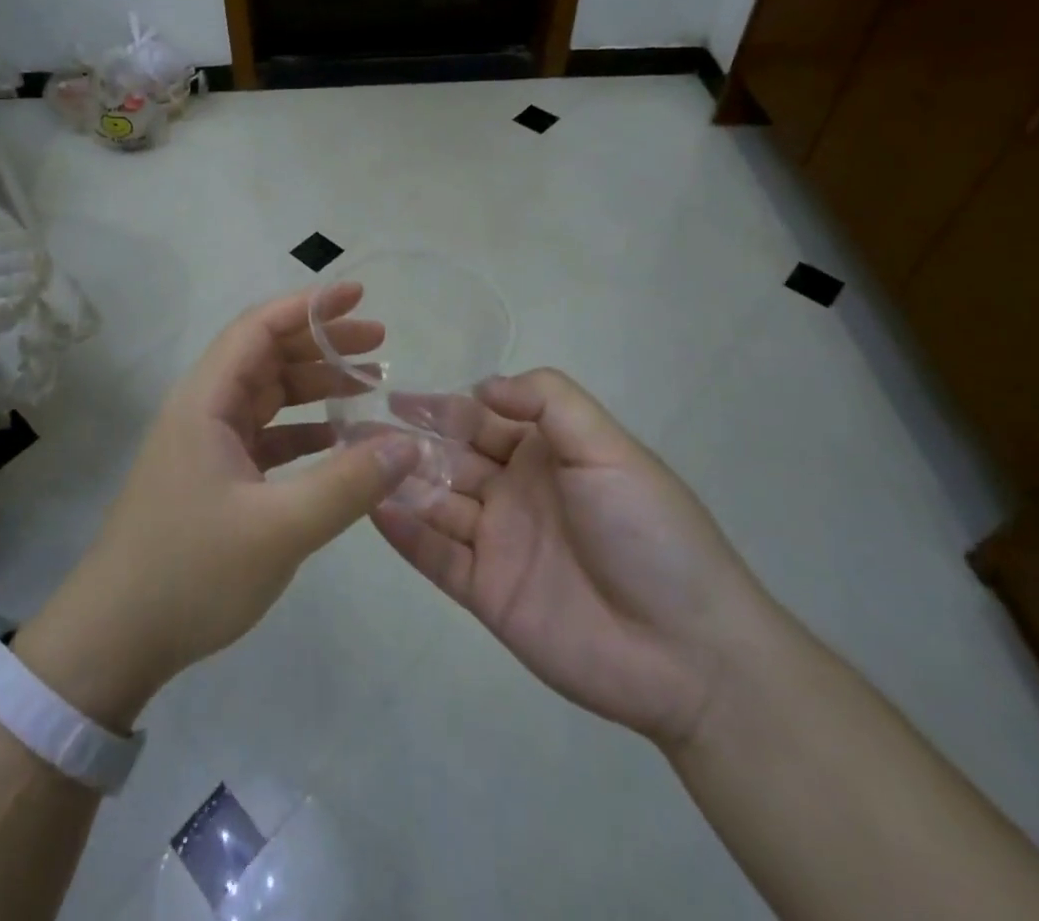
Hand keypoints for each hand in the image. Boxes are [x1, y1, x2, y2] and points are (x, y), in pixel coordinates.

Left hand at [14, 285, 419, 726]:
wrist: (115, 639)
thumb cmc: (190, 572)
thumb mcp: (279, 529)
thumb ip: (347, 483)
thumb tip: (407, 444)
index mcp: (206, 401)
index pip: (258, 329)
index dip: (308, 306)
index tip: (358, 295)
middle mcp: (204, 411)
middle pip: (267, 356)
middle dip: (322, 344)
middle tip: (379, 343)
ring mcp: (206, 445)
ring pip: (268, 396)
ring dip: (315, 386)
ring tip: (370, 385)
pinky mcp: (213, 478)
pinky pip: (266, 436)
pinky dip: (303, 430)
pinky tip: (340, 439)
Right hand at [373, 368, 776, 749]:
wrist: (688, 652)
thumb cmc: (648, 531)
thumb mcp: (608, 447)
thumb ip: (549, 401)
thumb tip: (483, 385)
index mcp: (545, 454)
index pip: (480, 419)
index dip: (440, 406)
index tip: (395, 394)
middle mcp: (515, 491)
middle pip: (450, 457)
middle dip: (406, 440)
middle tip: (356, 427)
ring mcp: (498, 542)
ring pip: (436, 502)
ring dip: (396, 481)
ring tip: (350, 462)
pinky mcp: (486, 592)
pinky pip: (436, 556)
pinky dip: (405, 533)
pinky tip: (372, 508)